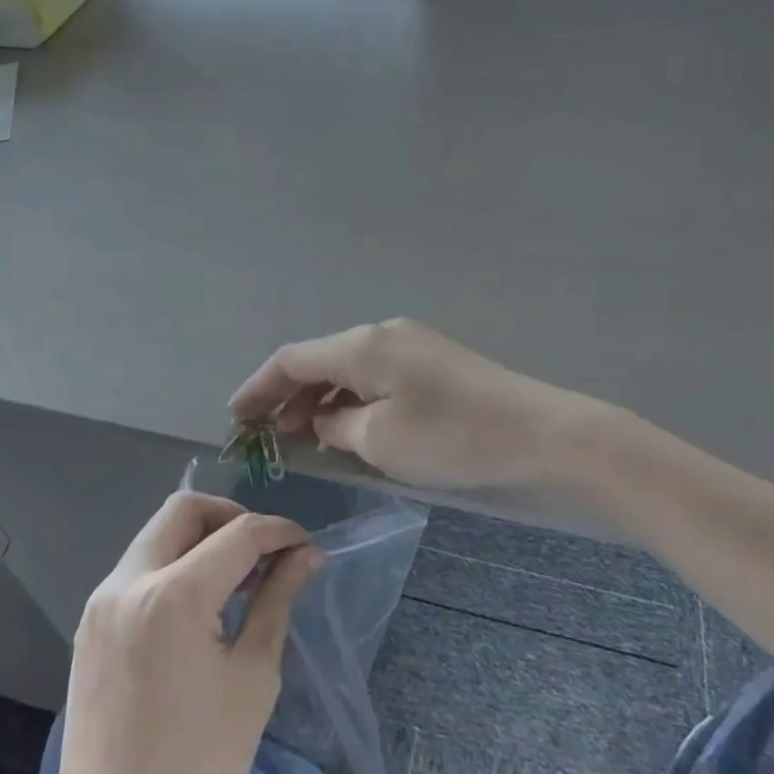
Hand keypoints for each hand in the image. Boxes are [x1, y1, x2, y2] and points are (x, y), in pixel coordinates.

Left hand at [37, 492, 322, 773]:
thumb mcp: (252, 679)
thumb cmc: (198, 770)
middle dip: (231, 518)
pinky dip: (172, 568)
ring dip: (199, 541)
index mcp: (172, 596)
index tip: (306, 545)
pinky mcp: (89, 627)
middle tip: (263, 554)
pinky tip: (197, 610)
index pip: (237, 534)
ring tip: (235, 583)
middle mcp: (127, 582)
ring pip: (156, 535)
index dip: (278, 531)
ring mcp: (100, 603)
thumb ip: (277, 600)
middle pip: (184, 510)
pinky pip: (137, 570)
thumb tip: (306, 556)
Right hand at [228, 319, 567, 489]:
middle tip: (268, 436)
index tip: (234, 418)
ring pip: (349, 367)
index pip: (293, 359)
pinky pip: (376, 374)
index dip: (258, 387)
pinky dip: (353, 398)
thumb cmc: (452, 437)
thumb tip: (322, 419)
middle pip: (320, 359)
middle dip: (288, 395)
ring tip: (303, 437)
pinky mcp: (433, 361)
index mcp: (362, 344)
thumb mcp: (380, 440)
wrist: (539, 432)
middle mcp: (382, 332)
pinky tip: (349, 426)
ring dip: (321, 399)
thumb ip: (337, 426)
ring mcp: (411, 343)